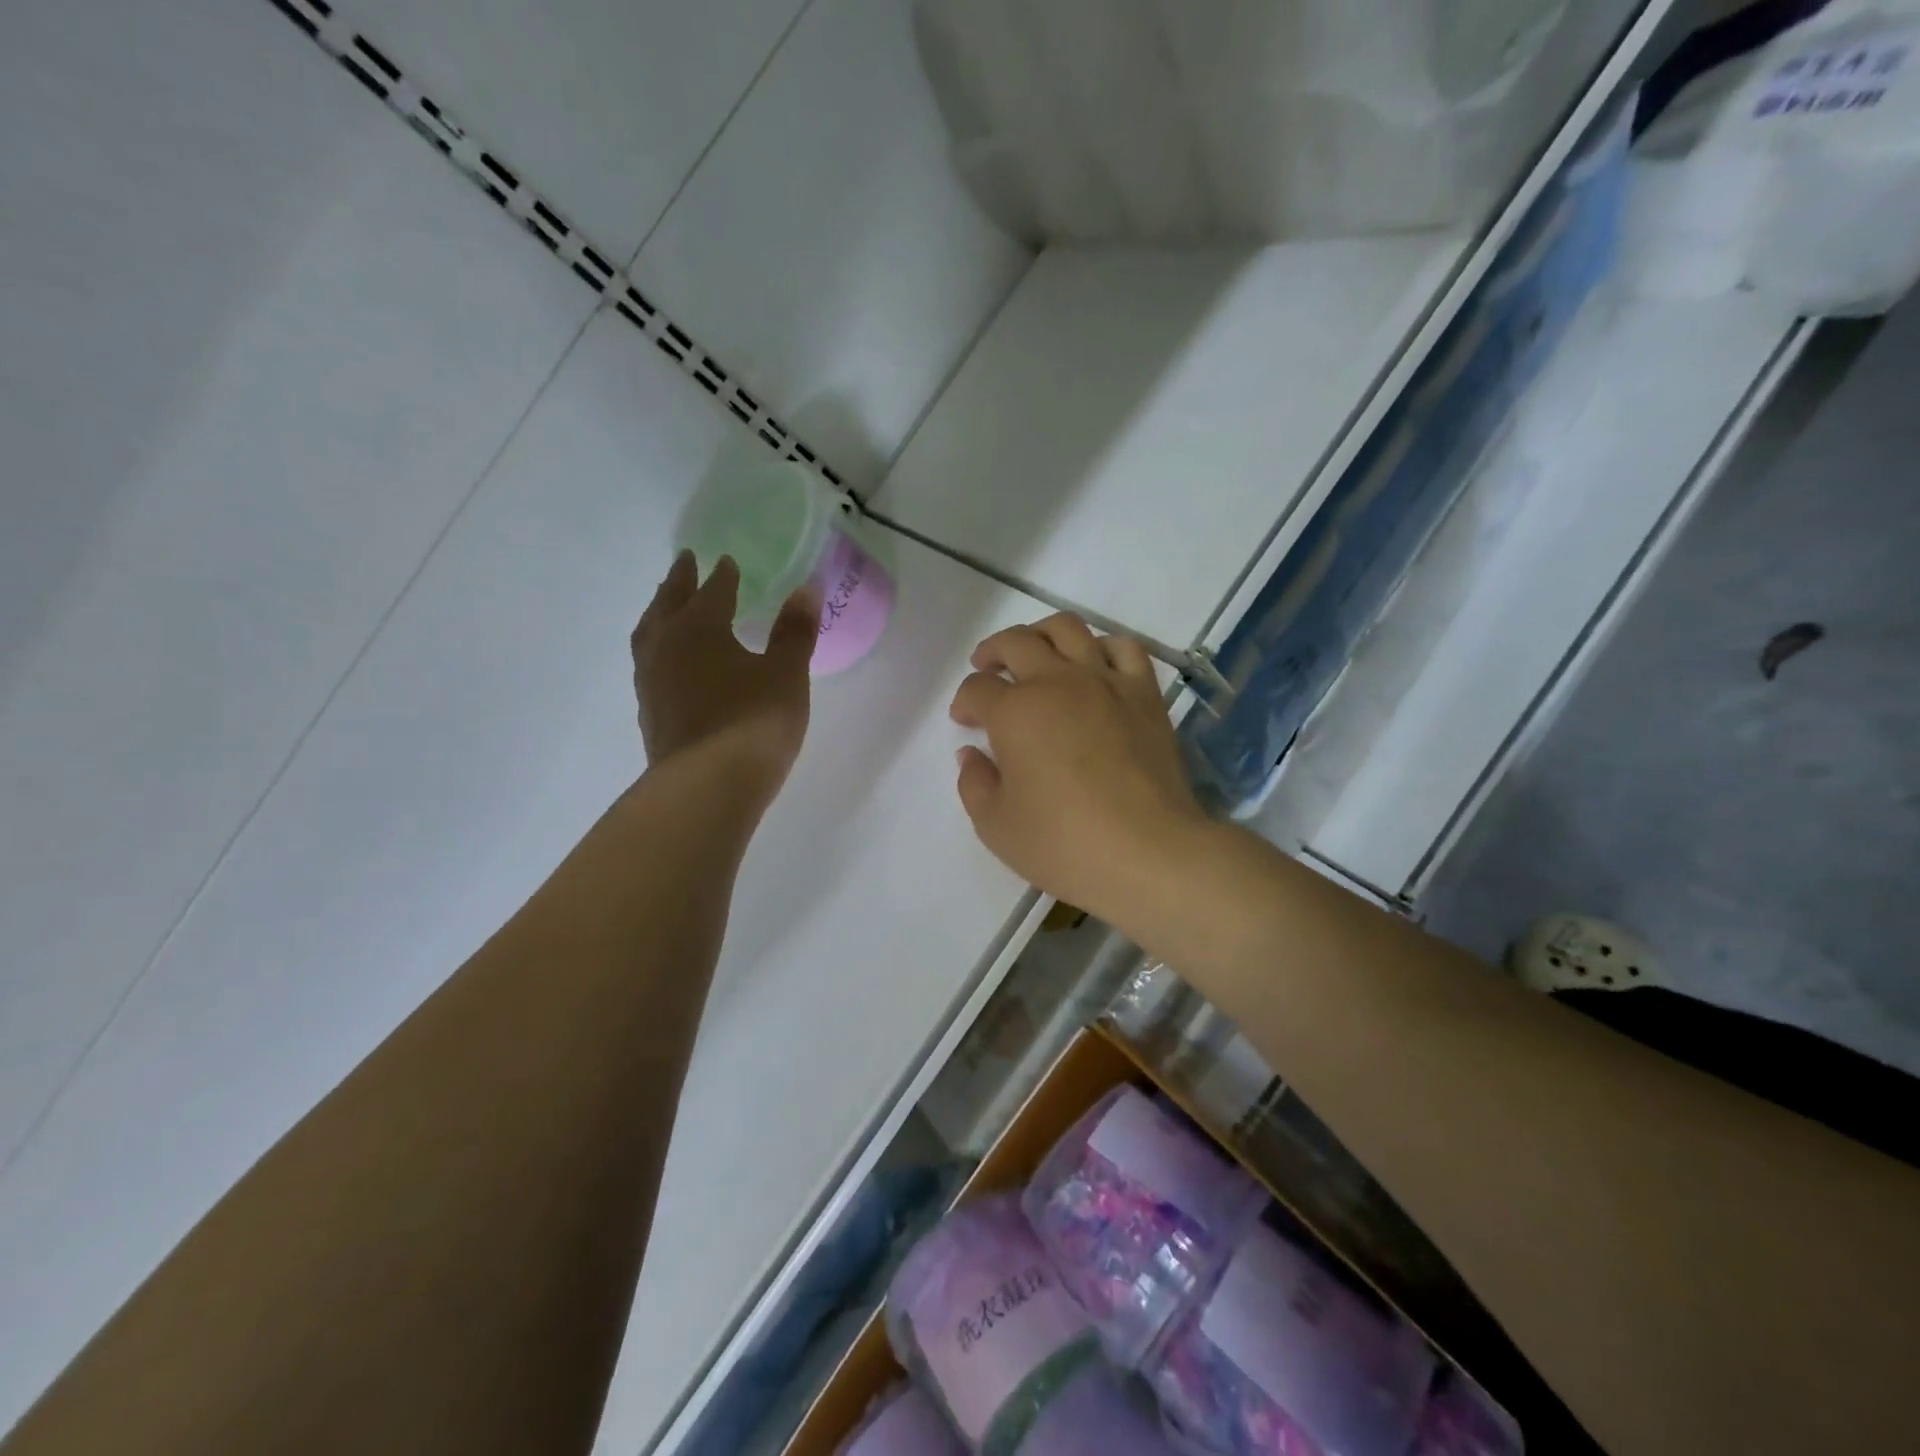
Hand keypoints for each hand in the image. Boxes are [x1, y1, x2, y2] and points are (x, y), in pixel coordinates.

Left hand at [632, 553, 818, 800]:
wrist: (706, 787)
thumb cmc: (753, 721)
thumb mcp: (786, 674)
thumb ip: (794, 632)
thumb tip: (806, 588)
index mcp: (699, 628)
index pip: (712, 592)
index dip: (722, 576)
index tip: (726, 562)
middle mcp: (666, 647)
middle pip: (669, 604)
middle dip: (679, 582)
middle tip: (685, 563)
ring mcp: (651, 683)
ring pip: (650, 635)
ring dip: (661, 614)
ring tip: (668, 608)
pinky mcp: (650, 714)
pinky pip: (650, 666)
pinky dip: (660, 650)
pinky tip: (672, 664)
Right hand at [949, 613, 1208, 924]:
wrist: (1147, 852)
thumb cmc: (1063, 844)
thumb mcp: (996, 826)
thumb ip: (974, 783)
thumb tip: (971, 754)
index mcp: (1015, 712)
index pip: (977, 689)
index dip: (965, 701)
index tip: (966, 721)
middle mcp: (1057, 682)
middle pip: (1016, 643)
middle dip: (992, 651)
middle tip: (986, 668)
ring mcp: (1105, 682)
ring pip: (1068, 629)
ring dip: (1042, 634)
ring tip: (1036, 653)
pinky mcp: (1144, 694)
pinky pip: (1124, 648)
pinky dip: (1102, 646)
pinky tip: (1094, 664)